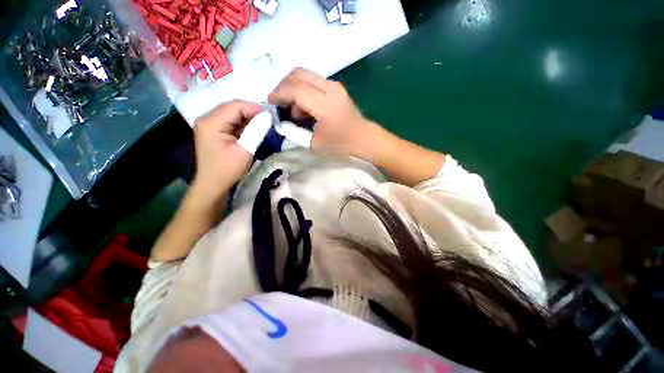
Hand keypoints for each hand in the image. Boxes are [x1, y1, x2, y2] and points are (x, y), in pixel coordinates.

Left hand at [192, 100, 260, 200]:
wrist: (213, 184)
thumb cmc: (228, 169)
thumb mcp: (245, 150)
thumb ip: (256, 131)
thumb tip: (267, 116)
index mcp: (211, 123)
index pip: (235, 106)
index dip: (253, 108)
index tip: (270, 117)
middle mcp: (207, 119)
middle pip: (232, 108)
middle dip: (251, 112)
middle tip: (267, 121)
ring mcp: (209, 125)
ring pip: (232, 114)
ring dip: (247, 118)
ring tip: (262, 126)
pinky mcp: (213, 131)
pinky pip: (230, 122)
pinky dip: (242, 124)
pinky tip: (251, 131)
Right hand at [268, 68, 368, 155]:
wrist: (364, 140)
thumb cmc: (341, 145)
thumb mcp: (315, 143)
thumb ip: (295, 131)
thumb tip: (281, 122)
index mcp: (325, 103)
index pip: (294, 88)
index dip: (278, 94)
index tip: (270, 103)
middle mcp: (330, 88)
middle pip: (298, 73)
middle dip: (283, 86)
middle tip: (279, 103)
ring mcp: (334, 86)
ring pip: (306, 75)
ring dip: (294, 89)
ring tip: (294, 112)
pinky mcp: (336, 89)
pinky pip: (314, 82)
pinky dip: (304, 91)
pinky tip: (305, 109)